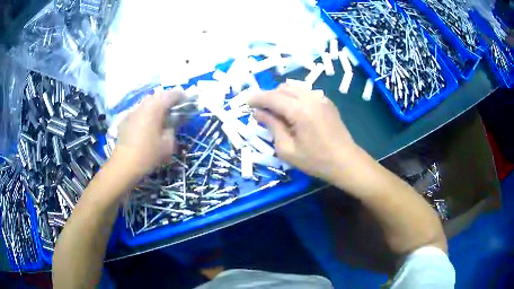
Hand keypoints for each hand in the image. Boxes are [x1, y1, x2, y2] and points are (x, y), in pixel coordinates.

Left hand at [114, 90, 184, 176]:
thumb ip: (172, 130)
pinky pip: (138, 111)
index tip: (186, 100)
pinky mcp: (125, 119)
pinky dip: (145, 113)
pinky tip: (146, 124)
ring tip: (160, 115)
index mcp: (155, 108)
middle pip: (157, 95)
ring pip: (146, 102)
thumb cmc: (148, 154)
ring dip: (155, 105)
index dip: (180, 96)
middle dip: (167, 99)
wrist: (124, 164)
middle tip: (174, 108)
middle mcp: (143, 105)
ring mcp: (132, 111)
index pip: (171, 95)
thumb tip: (170, 125)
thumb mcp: (168, 145)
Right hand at [248, 84, 357, 181]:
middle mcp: (310, 98)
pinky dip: (294, 97)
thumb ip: (272, 127)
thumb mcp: (287, 149)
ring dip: (281, 96)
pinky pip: (305, 92)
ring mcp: (320, 97)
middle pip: (282, 88)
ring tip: (276, 112)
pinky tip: (293, 112)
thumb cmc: (315, 160)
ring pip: (294, 88)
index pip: (271, 97)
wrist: (346, 161)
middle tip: (262, 111)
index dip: (256, 98)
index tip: (245, 102)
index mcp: (299, 110)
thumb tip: (258, 113)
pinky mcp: (326, 101)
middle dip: (269, 97)